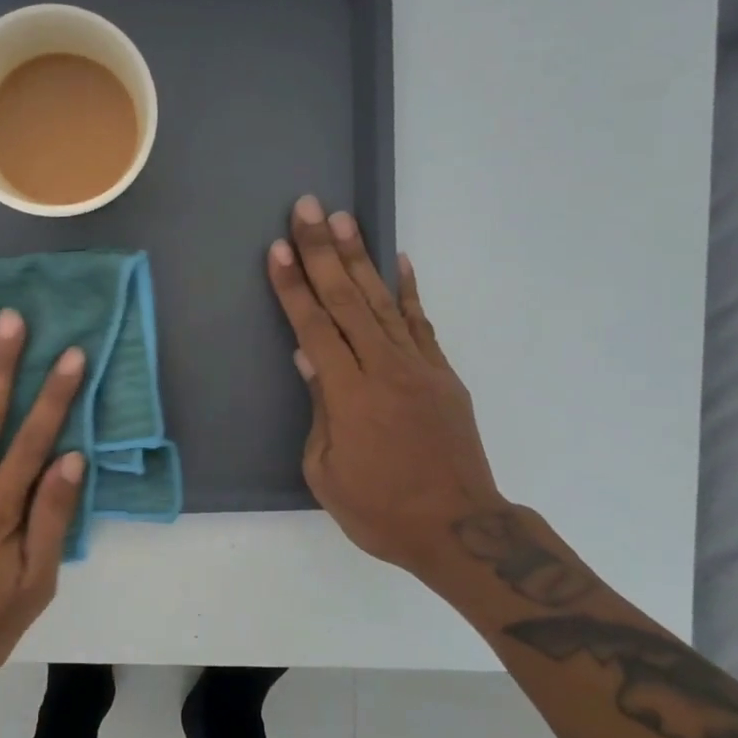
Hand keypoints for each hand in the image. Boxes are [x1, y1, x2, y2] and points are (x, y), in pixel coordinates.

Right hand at [266, 195, 501, 574]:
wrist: (458, 529)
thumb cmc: (380, 510)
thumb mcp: (326, 472)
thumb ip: (320, 409)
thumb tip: (309, 358)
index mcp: (349, 395)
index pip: (314, 327)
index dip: (294, 286)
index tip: (279, 248)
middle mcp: (385, 369)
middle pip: (348, 300)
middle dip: (323, 252)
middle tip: (307, 208)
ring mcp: (420, 367)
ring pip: (384, 301)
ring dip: (361, 258)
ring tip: (344, 219)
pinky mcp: (443, 374)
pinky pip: (422, 323)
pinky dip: (410, 290)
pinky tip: (400, 261)